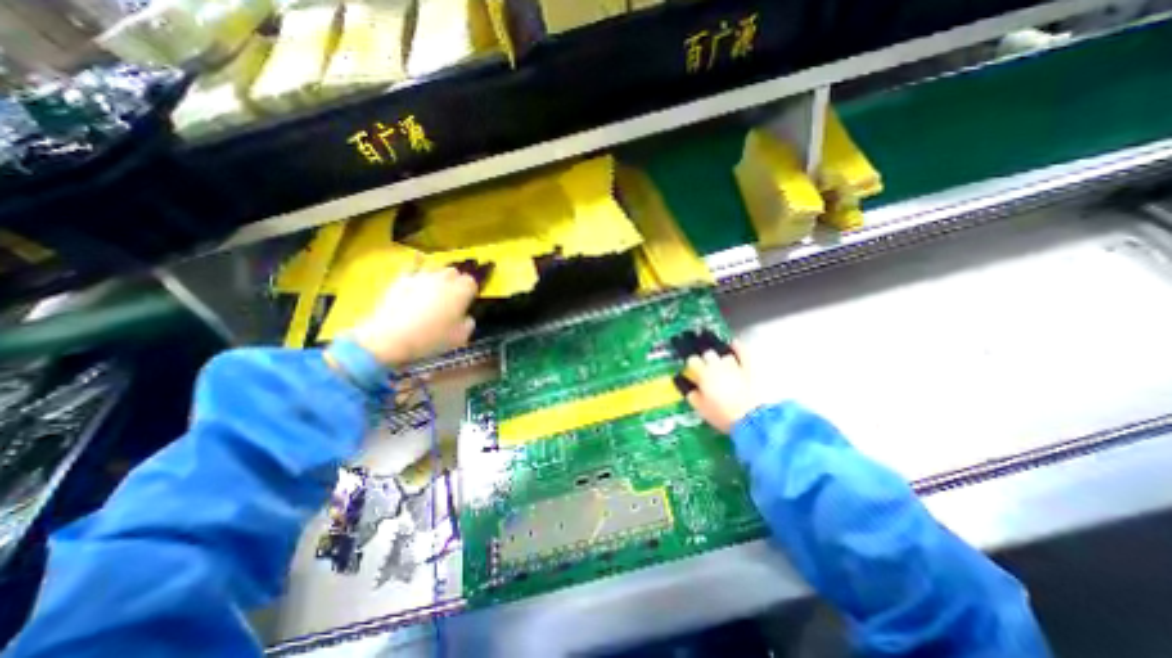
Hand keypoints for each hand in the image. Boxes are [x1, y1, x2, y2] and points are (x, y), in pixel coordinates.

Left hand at [349, 267, 478, 369]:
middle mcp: (444, 279)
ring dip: (438, 276)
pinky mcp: (402, 278)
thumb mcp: (460, 338)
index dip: (470, 292)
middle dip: (455, 281)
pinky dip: (417, 268)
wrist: (392, 337)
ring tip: (434, 289)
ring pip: (435, 268)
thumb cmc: (432, 338)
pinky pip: (413, 266)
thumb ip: (468, 324)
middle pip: (454, 272)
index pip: (472, 283)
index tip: (466, 302)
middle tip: (451, 297)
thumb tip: (466, 317)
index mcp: (461, 292)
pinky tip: (417, 271)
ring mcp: (422, 276)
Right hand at [683, 341, 765, 432]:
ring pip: (724, 354)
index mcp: (703, 374)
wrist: (752, 419)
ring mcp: (734, 364)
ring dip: (722, 358)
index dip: (693, 364)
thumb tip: (689, 390)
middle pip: (708, 354)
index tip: (694, 369)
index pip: (693, 361)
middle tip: (708, 369)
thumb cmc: (723, 415)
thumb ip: (693, 396)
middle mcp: (717, 365)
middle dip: (707, 360)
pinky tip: (734, 345)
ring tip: (723, 364)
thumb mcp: (702, 409)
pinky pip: (742, 351)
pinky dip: (738, 347)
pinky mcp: (750, 367)